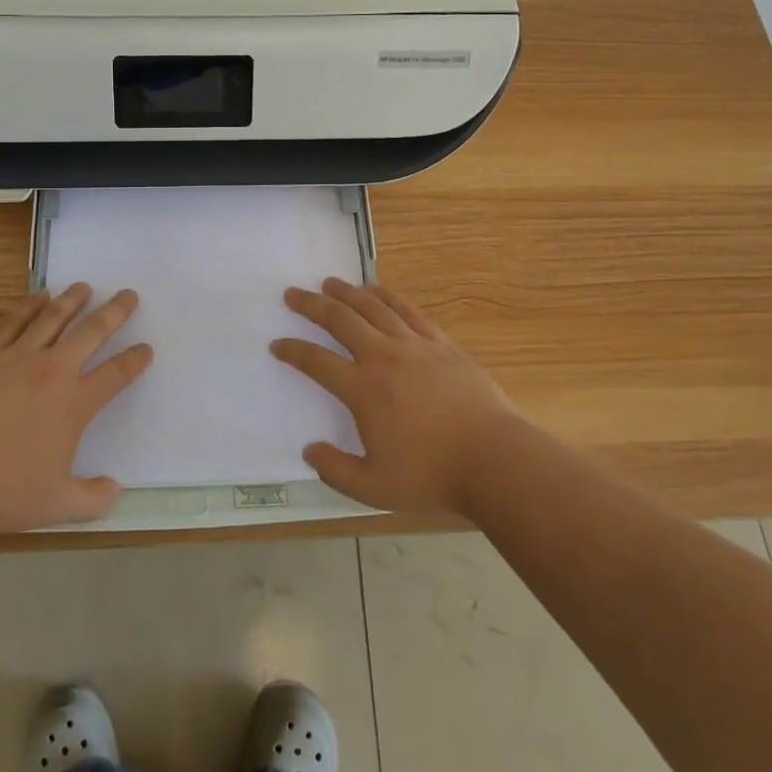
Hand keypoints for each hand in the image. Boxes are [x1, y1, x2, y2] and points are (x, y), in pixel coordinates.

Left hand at [0, 285, 151, 532]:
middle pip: (90, 333)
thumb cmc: (3, 493)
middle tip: (128, 294)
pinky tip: (38, 296)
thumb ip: (92, 499)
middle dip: (114, 313)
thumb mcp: (56, 507)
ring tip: (85, 286)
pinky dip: (28, 306)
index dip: (134, 360)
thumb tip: (115, 490)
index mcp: (74, 405)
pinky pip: (12, 324)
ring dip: (72, 301)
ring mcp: (16, 360)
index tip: (146, 348)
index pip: (115, 375)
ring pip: (52, 320)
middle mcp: (51, 373)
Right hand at [272, 278, 517, 513]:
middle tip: (293, 294)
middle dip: (312, 305)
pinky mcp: (440, 342)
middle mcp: (383, 357)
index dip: (293, 351)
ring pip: (372, 307)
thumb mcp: (375, 488)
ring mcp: (413, 345)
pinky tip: (375, 290)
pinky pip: (406, 310)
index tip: (278, 344)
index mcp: (363, 390)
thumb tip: (310, 451)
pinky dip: (386, 296)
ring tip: (329, 283)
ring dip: (347, 293)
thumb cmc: (432, 475)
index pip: (317, 362)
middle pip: (340, 320)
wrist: (493, 459)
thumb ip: (336, 471)